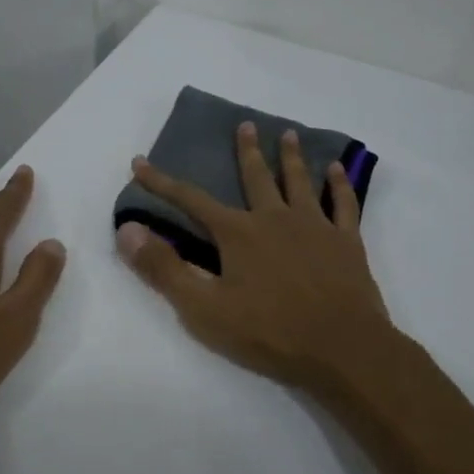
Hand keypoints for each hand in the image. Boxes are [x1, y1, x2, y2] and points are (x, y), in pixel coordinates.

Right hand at [116, 122, 394, 394]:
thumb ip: (164, 268)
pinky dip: (340, 184)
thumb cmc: (269, 332)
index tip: (140, 162)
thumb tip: (127, 230)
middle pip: (257, 177)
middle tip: (245, 125)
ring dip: (291, 157)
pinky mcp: (346, 242)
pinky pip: (343, 204)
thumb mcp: (203, 308)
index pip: (191, 201)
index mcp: (238, 234)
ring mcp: (314, 227)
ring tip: (288, 134)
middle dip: (246, 151)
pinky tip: (337, 169)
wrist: (342, 348)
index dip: (162, 183)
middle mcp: (275, 218)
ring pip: (300, 182)